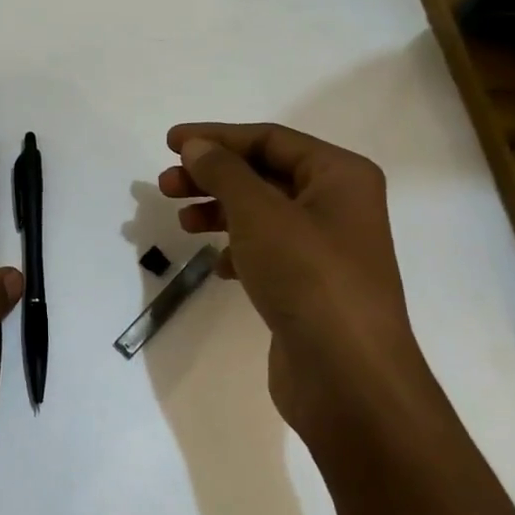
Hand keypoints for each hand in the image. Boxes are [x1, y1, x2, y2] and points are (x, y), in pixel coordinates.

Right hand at [159, 122, 426, 435]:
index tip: (170, 144)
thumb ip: (223, 171)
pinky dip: (238, 249)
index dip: (216, 137)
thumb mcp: (259, 212)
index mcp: (339, 175)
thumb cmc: (307, 277)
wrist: (348, 376)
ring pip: (262, 214)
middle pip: (264, 174)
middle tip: (166, 184)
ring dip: (219, 211)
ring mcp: (327, 248)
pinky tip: (218, 265)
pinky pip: (268, 251)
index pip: (269, 139)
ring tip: (182, 221)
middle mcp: (339, 205)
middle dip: (212, 176)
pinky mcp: (313, 286)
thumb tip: (197, 146)